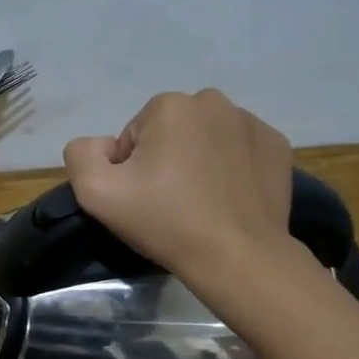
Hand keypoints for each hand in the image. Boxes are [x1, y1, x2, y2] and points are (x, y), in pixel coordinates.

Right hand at [63, 89, 295, 276]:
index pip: (134, 136)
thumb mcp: (96, 193)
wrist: (238, 257)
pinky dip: (231, 168)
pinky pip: (239, 150)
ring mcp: (252, 122)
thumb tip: (103, 145)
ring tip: (202, 202)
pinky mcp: (277, 145)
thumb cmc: (166, 222)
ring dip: (198, 161)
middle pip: (170, 132)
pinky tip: (229, 198)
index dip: (131, 169)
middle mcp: (213, 102)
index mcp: (169, 106)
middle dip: (165, 159)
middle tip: (170, 201)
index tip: (144, 198)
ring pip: (206, 138)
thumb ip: (81, 154)